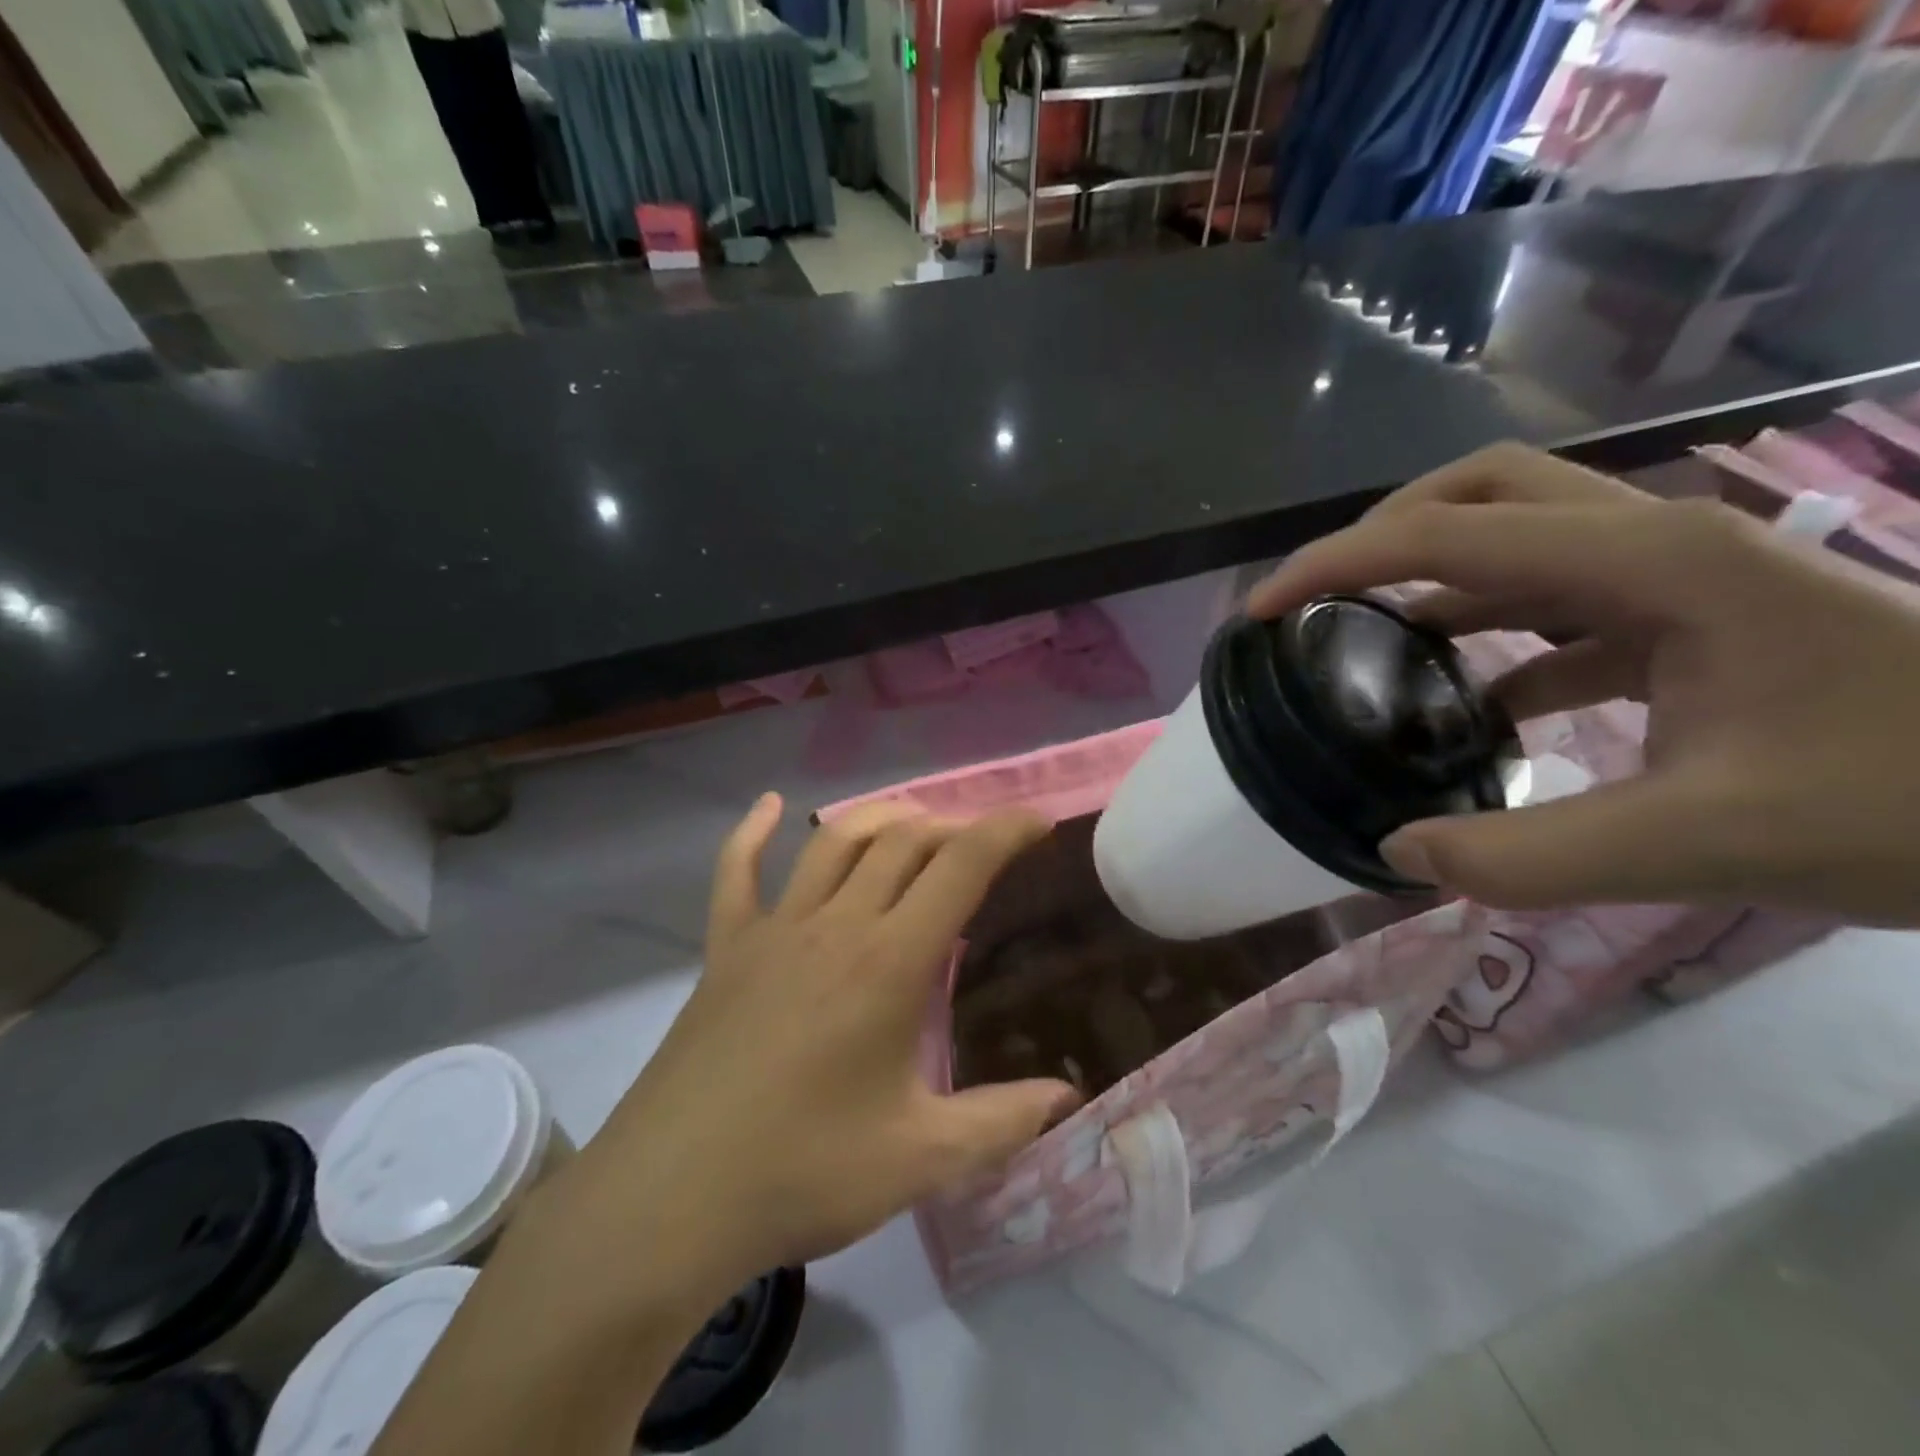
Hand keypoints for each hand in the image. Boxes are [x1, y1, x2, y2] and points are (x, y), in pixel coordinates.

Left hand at [555, 797, 1081, 1306]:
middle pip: (901, 841)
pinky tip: (771, 806)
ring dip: (879, 818)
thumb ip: (1001, 1121)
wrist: (669, 1201)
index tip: (1037, 822)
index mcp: (889, 962)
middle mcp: (834, 925)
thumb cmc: (803, 1174)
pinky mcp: (724, 949)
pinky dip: (753, 832)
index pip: (960, 867)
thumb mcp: (921, 1159)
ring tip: (913, 821)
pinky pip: (736, 872)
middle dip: (950, 827)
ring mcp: (773, 930)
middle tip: (979, 842)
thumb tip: (1067, 1097)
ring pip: (832, 842)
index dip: (1004, 832)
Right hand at [1248, 442, 1919, 924]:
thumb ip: (1531, 855)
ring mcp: (1676, 576)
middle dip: (1380, 535)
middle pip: (1479, 492)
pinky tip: (1473, 703)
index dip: (1336, 565)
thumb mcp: (1710, 841)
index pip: (1447, 534)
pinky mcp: (1691, 618)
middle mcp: (1652, 542)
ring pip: (1516, 540)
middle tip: (1319, 600)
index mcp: (1649, 563)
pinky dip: (1492, 638)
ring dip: (1430, 579)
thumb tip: (1398, 853)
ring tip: (1367, 642)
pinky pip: (1557, 605)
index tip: (1263, 611)